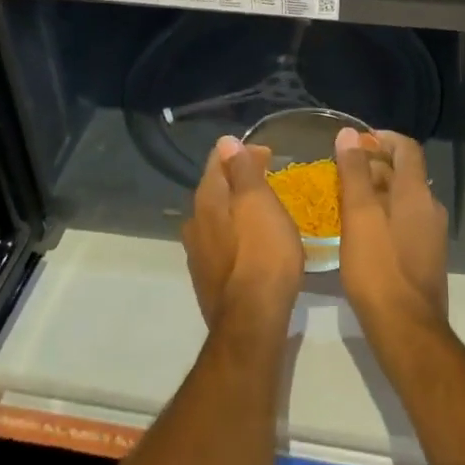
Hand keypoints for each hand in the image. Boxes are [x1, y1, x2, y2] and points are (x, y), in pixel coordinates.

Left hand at [182, 135, 303, 329]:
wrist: (252, 322)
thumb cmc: (263, 255)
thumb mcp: (260, 204)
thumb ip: (243, 172)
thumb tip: (226, 142)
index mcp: (207, 200)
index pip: (218, 160)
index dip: (242, 152)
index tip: (269, 154)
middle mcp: (195, 221)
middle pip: (216, 188)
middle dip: (240, 179)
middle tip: (269, 178)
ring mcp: (198, 252)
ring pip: (216, 216)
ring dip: (237, 206)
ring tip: (264, 209)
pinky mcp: (208, 277)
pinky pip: (221, 240)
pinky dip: (236, 231)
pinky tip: (253, 241)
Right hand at [335, 127, 448, 345]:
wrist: (407, 330)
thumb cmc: (379, 268)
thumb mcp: (359, 216)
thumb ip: (355, 173)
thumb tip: (350, 133)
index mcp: (417, 193)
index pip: (407, 148)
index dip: (382, 138)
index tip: (356, 142)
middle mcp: (430, 207)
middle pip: (404, 173)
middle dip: (373, 166)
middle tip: (340, 173)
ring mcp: (430, 234)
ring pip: (402, 199)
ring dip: (376, 192)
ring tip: (343, 200)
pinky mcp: (425, 256)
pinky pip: (403, 221)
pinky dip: (383, 215)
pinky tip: (359, 231)